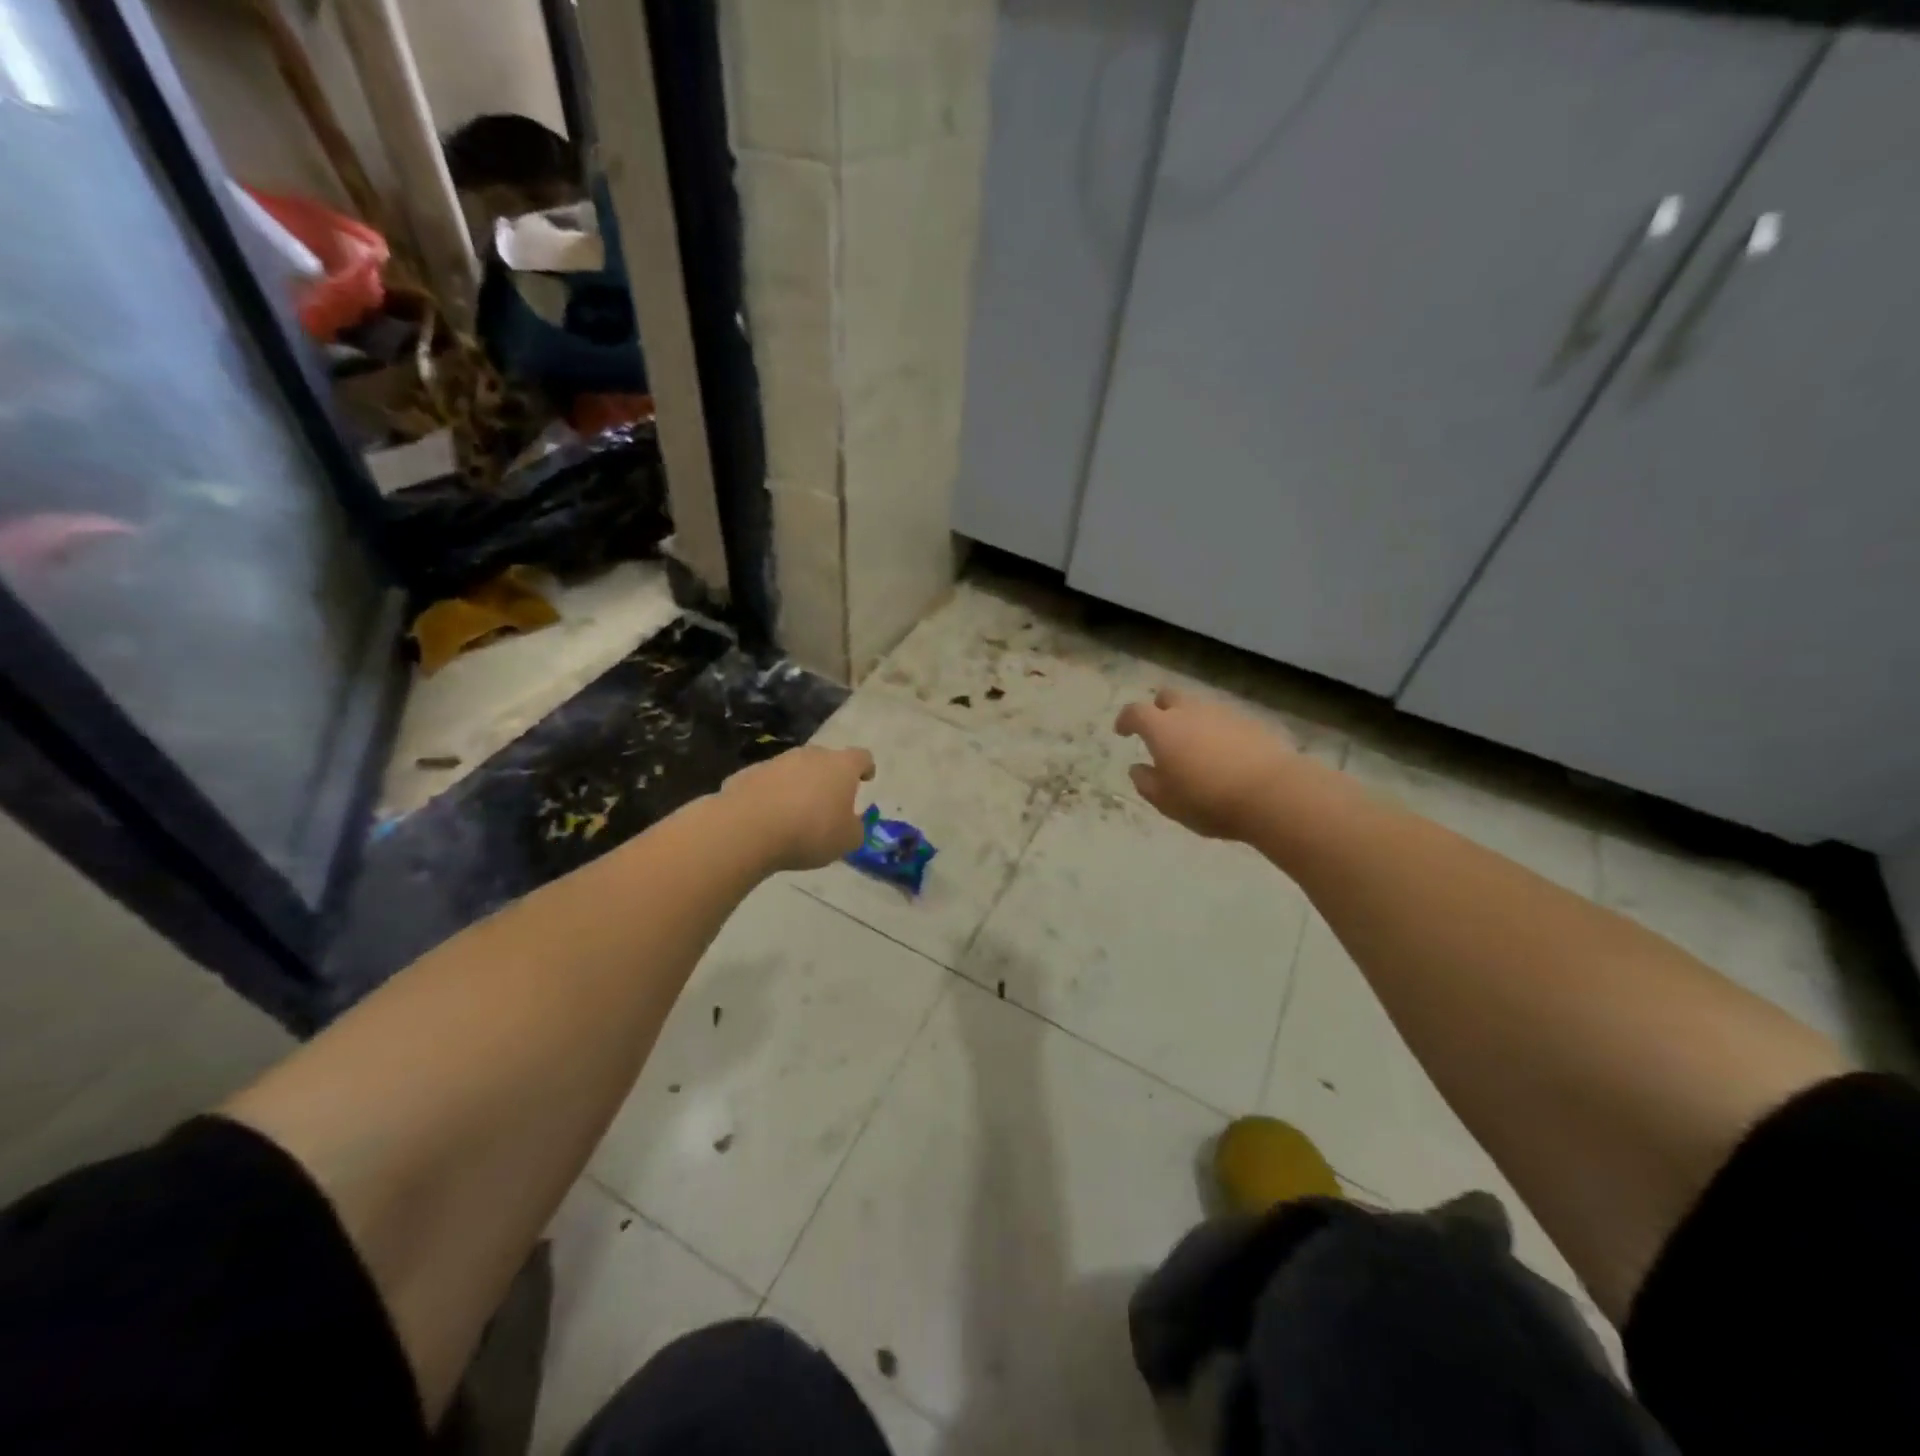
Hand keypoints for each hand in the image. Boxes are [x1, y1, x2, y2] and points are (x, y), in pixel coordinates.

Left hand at [720, 745, 875, 870]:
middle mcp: (810, 756)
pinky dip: (771, 795)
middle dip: (829, 778)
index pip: (861, 757)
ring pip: (794, 770)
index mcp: (840, 766)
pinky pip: (767, 783)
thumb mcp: (846, 841)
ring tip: (796, 813)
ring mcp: (776, 761)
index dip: (866, 768)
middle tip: (829, 802)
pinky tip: (767, 818)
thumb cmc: (810, 832)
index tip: (866, 778)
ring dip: (798, 786)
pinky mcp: (747, 773)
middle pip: (826, 760)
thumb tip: (852, 824)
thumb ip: (855, 829)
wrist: (748, 829)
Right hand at [1114, 688, 1299, 840]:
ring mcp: (1224, 713)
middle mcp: (1191, 711)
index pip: (1135, 712)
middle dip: (1159, 709)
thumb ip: (1146, 782)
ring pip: (1199, 707)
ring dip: (1191, 721)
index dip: (1126, 720)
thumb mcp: (1166, 801)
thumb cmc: (1208, 800)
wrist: (1273, 793)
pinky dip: (1217, 732)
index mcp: (1162, 728)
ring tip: (1194, 747)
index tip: (1122, 731)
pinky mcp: (1252, 723)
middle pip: (1169, 697)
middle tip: (1159, 732)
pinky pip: (1225, 721)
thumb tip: (1138, 769)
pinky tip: (1224, 755)